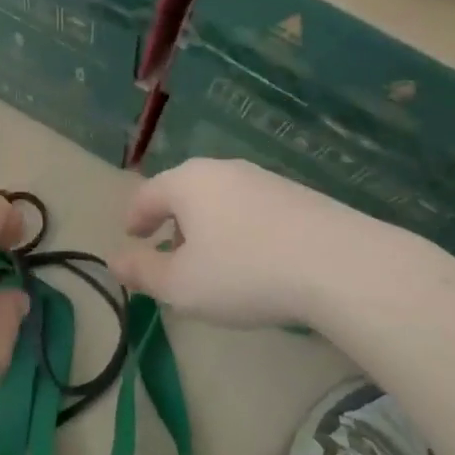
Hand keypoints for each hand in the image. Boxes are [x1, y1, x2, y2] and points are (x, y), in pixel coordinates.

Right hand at [112, 159, 446, 331]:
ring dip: (207, 227)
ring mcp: (264, 179)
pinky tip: (254, 260)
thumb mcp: (181, 285)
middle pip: (184, 192)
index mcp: (187, 182)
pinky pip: (252, 209)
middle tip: (169, 253)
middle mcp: (223, 170)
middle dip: (172, 222)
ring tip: (212, 262)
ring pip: (220, 200)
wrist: (340, 265)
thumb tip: (115, 261)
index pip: (146, 194)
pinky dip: (240, 229)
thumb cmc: (244, 272)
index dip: (134, 218)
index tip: (132, 237)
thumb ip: (142, 272)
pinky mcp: (298, 195)